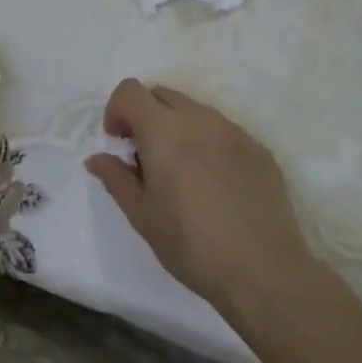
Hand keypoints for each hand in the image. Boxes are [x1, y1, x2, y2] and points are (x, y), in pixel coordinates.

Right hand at [86, 79, 318, 322]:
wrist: (264, 271)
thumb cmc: (191, 244)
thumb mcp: (142, 215)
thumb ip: (116, 178)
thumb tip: (97, 158)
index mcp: (164, 129)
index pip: (131, 91)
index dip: (117, 110)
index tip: (119, 142)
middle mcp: (200, 118)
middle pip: (163, 94)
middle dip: (146, 116)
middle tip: (146, 157)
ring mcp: (234, 131)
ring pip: (195, 111)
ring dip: (179, 128)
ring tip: (182, 173)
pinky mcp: (259, 150)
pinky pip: (224, 132)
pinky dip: (209, 144)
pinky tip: (215, 186)